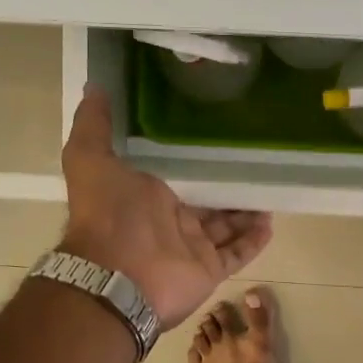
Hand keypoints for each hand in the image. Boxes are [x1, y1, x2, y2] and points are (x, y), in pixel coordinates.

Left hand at [59, 85, 273, 330]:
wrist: (116, 276)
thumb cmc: (108, 215)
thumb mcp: (91, 159)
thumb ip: (94, 125)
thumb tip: (93, 87)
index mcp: (147, 199)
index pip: (180, 181)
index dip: (199, 167)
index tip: (221, 145)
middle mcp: (171, 224)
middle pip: (208, 205)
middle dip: (229, 190)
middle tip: (257, 166)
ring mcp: (192, 249)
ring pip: (227, 228)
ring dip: (246, 213)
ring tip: (271, 191)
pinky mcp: (209, 271)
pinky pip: (238, 254)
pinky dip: (254, 241)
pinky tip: (271, 221)